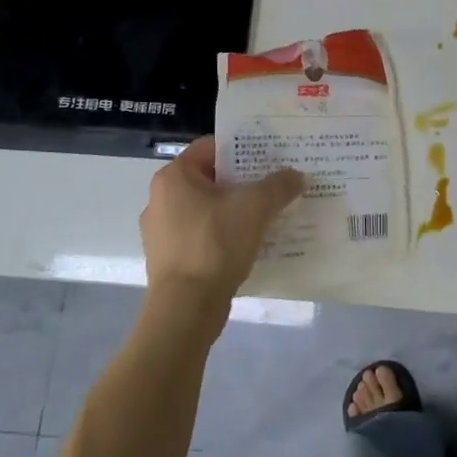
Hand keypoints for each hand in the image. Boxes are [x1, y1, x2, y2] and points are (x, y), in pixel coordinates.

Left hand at [138, 137, 303, 326]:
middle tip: (275, 185)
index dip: (242, 149)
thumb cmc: (215, 244)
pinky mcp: (170, 260)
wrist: (186, 309)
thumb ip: (278, 186)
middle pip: (210, 179)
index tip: (269, 157)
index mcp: (174, 177)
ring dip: (235, 210)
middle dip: (243, 181)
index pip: (210, 147)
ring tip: (268, 215)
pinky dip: (225, 236)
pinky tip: (250, 244)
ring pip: (207, 209)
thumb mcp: (255, 207)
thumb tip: (296, 176)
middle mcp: (161, 199)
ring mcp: (162, 232)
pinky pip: (203, 236)